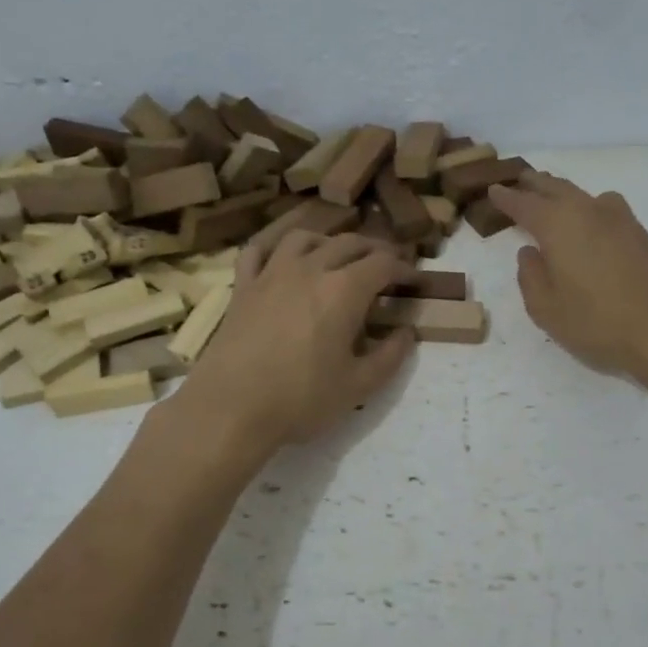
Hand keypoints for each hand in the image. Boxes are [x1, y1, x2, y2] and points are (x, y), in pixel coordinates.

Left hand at [179, 232, 413, 451]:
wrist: (230, 408)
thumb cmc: (301, 399)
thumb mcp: (359, 386)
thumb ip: (390, 356)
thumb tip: (406, 332)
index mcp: (344, 291)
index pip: (383, 264)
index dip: (405, 269)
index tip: (416, 281)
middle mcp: (310, 269)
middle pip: (349, 243)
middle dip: (375, 250)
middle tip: (387, 266)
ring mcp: (271, 274)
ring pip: (304, 238)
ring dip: (329, 241)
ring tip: (338, 257)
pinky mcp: (242, 287)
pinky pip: (258, 250)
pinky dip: (276, 246)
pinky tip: (283, 258)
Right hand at [488, 173, 647, 378]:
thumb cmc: (596, 322)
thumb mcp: (546, 308)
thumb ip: (530, 276)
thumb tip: (530, 253)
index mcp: (558, 225)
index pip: (524, 204)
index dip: (506, 198)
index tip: (493, 190)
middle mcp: (587, 211)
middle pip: (556, 188)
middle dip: (535, 184)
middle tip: (520, 181)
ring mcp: (619, 219)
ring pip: (583, 195)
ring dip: (563, 192)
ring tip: (553, 196)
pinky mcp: (640, 234)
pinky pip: (605, 208)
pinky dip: (588, 207)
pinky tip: (589, 222)